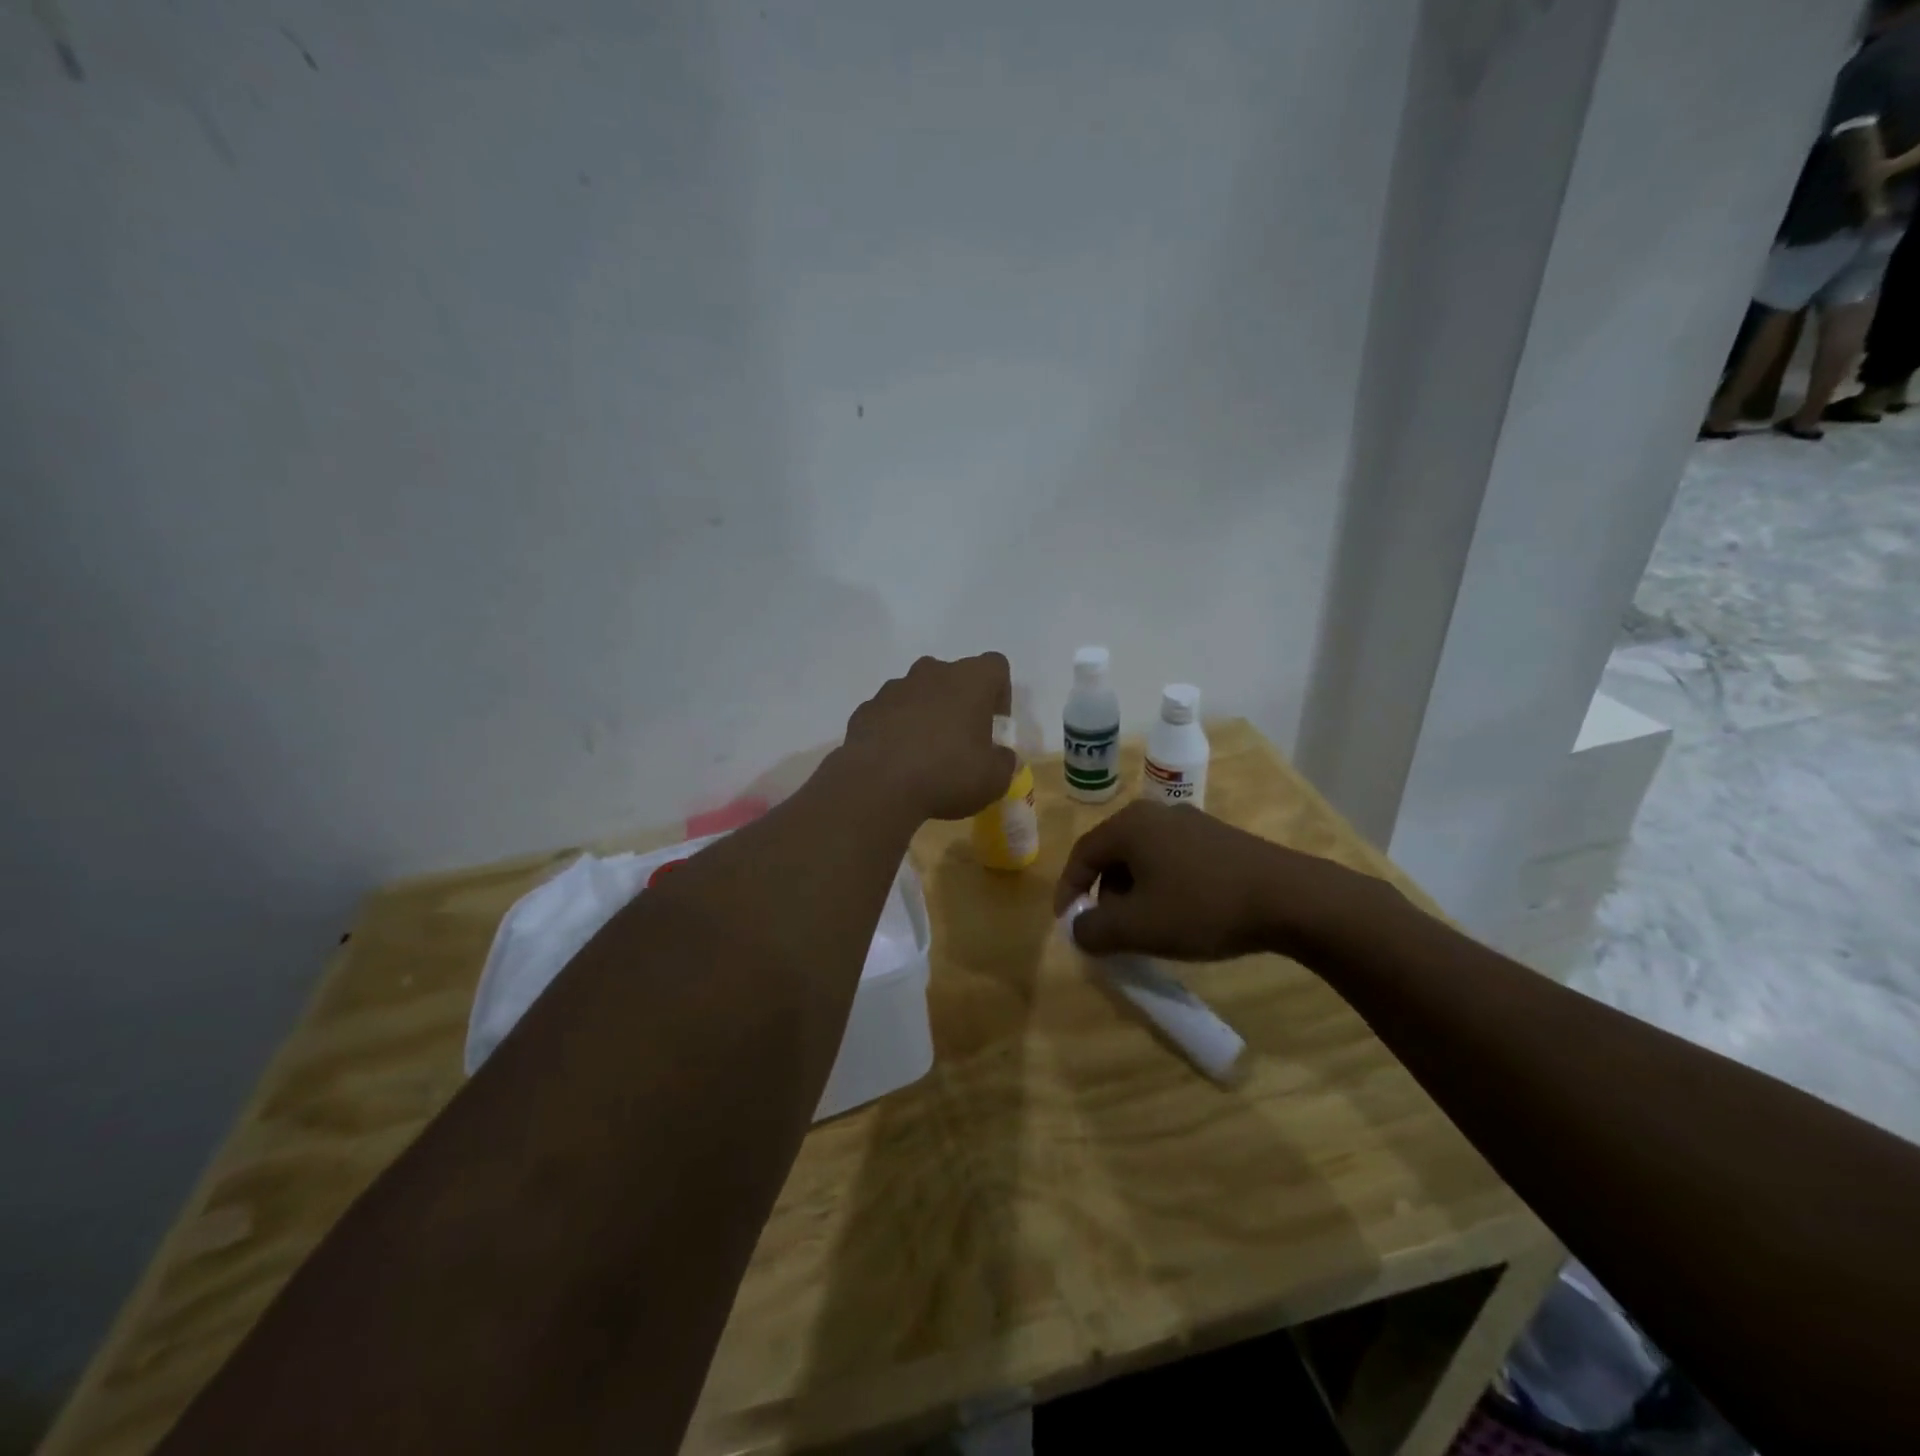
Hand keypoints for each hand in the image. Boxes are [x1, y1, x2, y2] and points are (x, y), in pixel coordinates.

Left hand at [841, 653, 1015, 821]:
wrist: (876, 786)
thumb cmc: (946, 775)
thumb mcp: (994, 780)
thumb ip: (1004, 762)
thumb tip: (1001, 756)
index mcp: (969, 680)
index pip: (995, 666)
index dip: (999, 693)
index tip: (993, 726)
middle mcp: (931, 673)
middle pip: (953, 676)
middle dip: (959, 703)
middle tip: (961, 741)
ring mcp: (893, 688)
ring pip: (918, 693)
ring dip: (926, 715)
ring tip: (925, 755)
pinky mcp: (866, 709)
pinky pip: (890, 713)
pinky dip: (896, 730)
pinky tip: (897, 762)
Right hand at [1053, 800, 1391, 962]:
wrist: (1290, 898)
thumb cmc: (1202, 907)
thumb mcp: (1138, 927)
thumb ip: (1094, 930)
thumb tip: (1078, 928)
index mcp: (1130, 826)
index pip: (1082, 855)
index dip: (1068, 890)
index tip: (1067, 923)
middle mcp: (1156, 813)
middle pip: (1113, 854)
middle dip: (1104, 894)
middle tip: (1108, 929)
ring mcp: (1191, 822)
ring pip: (1144, 858)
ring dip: (1134, 892)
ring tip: (1146, 927)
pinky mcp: (1219, 837)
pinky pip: (1173, 859)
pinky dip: (1163, 886)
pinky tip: (1182, 914)